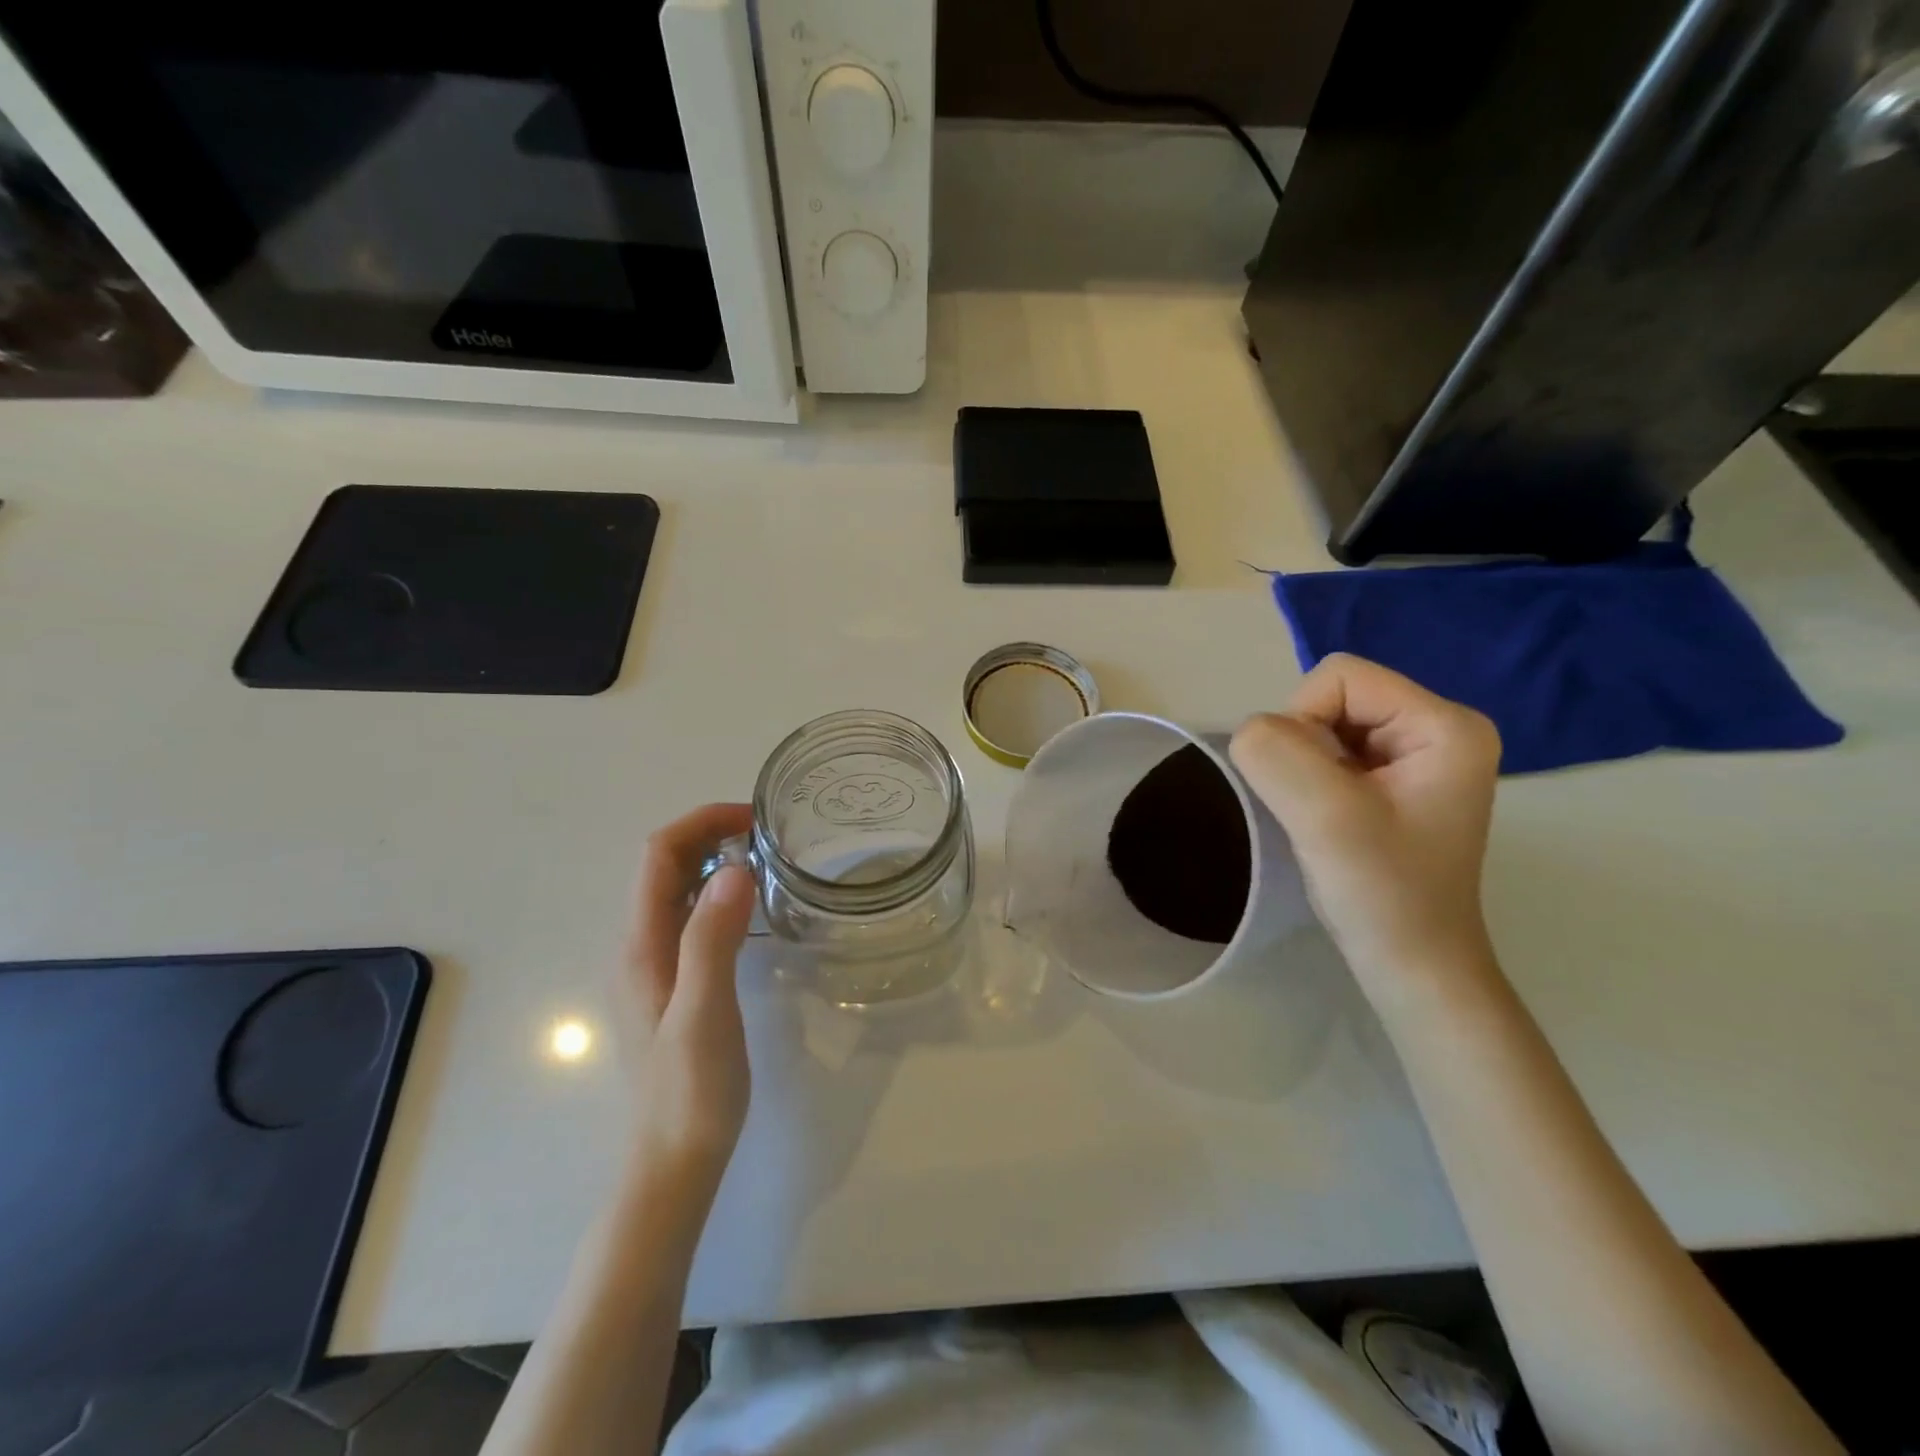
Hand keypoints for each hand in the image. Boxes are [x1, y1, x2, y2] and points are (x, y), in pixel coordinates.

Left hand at [622, 804, 757, 1176]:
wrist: (674, 1162)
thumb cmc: (690, 1090)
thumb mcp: (705, 1012)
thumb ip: (712, 939)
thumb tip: (733, 867)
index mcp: (644, 944)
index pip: (659, 855)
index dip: (701, 822)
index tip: (754, 817)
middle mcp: (642, 945)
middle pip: (664, 865)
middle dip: (708, 832)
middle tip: (767, 832)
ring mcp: (656, 965)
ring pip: (677, 889)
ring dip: (713, 859)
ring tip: (765, 857)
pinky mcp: (675, 983)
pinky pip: (691, 916)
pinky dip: (718, 892)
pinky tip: (751, 907)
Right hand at [1230, 654, 1501, 1003]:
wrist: (1412, 966)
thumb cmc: (1384, 893)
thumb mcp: (1325, 816)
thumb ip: (1276, 754)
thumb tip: (1251, 732)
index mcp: (1445, 724)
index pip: (1339, 677)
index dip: (1301, 722)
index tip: (1311, 787)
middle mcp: (1439, 728)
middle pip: (1332, 697)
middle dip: (1303, 747)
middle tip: (1318, 807)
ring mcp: (1417, 755)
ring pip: (1323, 725)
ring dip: (1303, 767)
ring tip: (1322, 817)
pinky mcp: (1394, 781)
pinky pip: (1328, 752)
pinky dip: (1310, 781)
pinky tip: (1324, 820)